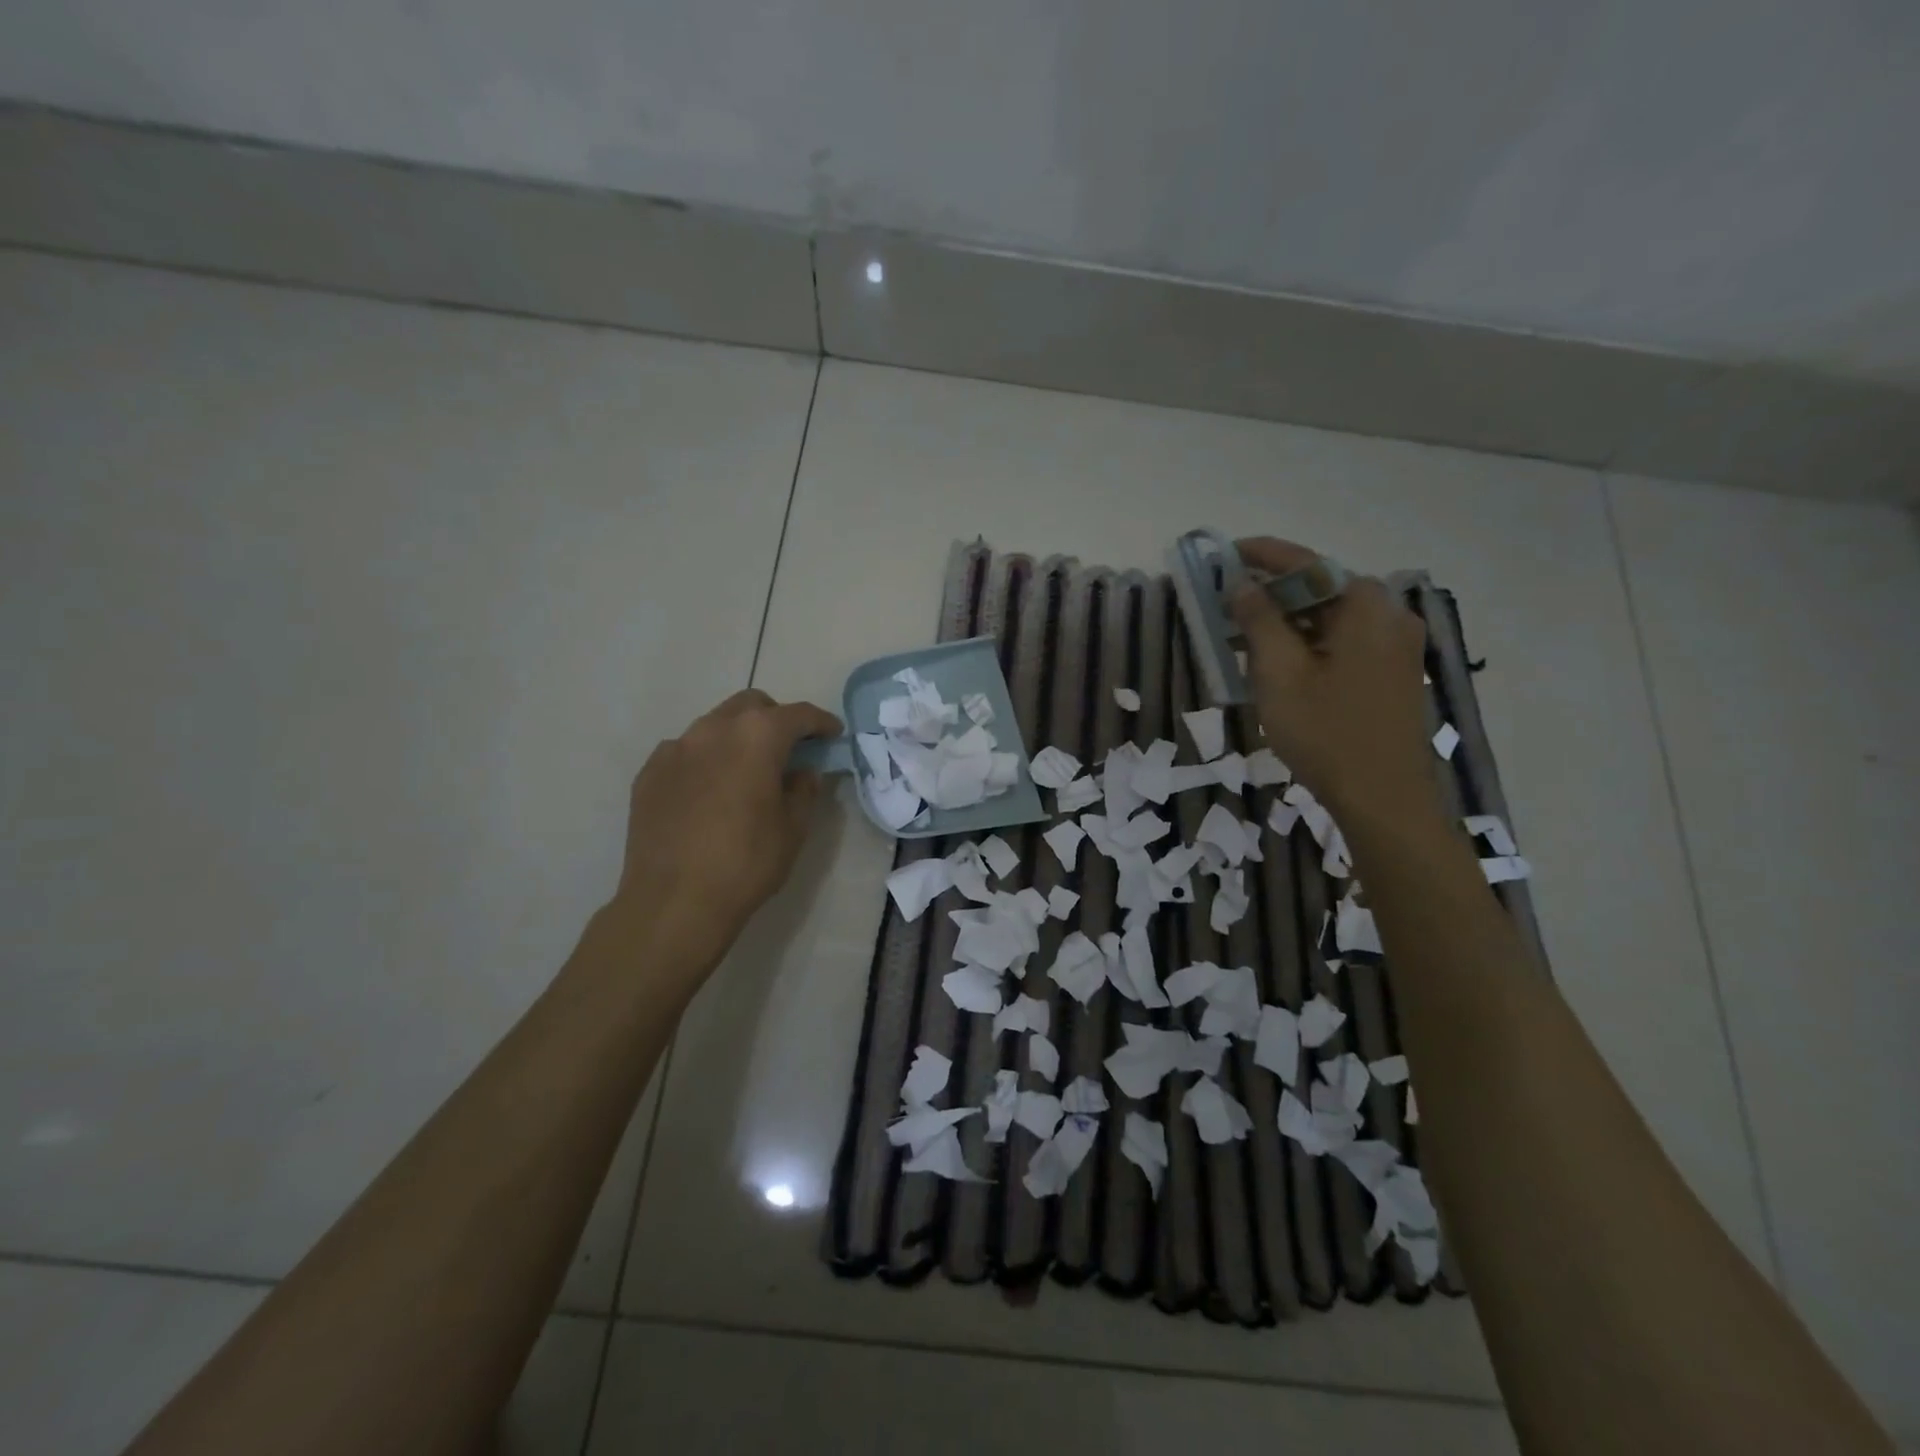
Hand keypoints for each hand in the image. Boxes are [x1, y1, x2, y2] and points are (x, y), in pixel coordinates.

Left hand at [607, 689, 841, 979]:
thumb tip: (802, 772)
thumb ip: (803, 790)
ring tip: (746, 772)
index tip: (833, 734)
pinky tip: (709, 792)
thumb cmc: (746, 863)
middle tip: (789, 750)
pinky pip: (685, 752)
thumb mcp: (793, 828)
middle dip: (776, 720)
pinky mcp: (649, 772)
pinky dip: (705, 760)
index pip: (798, 715)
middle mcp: (713, 729)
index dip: (821, 722)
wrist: (673, 902)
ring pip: (715, 725)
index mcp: (757, 736)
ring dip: (738, 738)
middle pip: (752, 706)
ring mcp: (675, 748)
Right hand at [1229, 537, 1437, 829]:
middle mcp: (1389, 614)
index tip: (1227, 552)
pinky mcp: (1395, 671)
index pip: (1306, 563)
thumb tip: (1242, 583)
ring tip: (1245, 631)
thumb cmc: (1326, 731)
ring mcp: (1397, 644)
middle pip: (1322, 587)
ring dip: (1289, 618)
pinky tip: (1281, 658)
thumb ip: (1259, 620)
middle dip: (1273, 590)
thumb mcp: (1279, 673)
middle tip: (1230, 598)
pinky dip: (1310, 640)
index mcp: (1364, 605)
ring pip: (1332, 616)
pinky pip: (1345, 639)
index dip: (1263, 554)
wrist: (1383, 797)